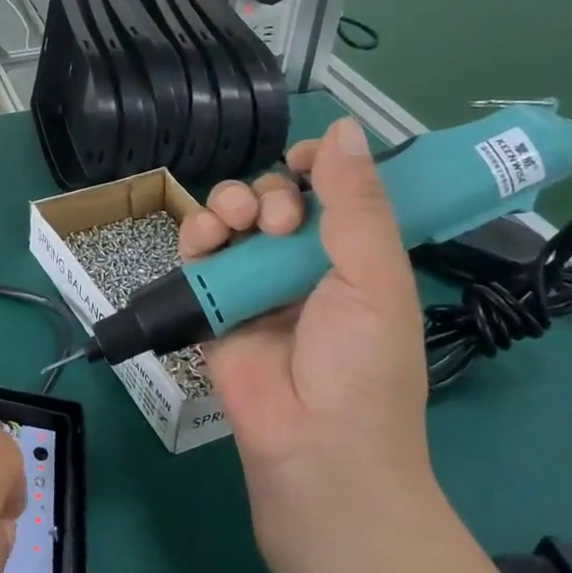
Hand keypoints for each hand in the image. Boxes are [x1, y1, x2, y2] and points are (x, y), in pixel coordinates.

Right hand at [179, 117, 431, 537]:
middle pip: (274, 200)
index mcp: (353, 256)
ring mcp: (254, 285)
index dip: (317, 168)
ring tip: (236, 226)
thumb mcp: (375, 278)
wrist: (313, 444)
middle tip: (278, 222)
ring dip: (229, 205)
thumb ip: (357, 204)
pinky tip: (205, 239)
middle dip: (270, 193)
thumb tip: (343, 127)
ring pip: (231, 220)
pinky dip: (196, 236)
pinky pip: (198, 256)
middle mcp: (302, 264)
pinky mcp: (212, 305)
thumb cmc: (360, 363)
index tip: (305, 162)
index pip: (331, 193)